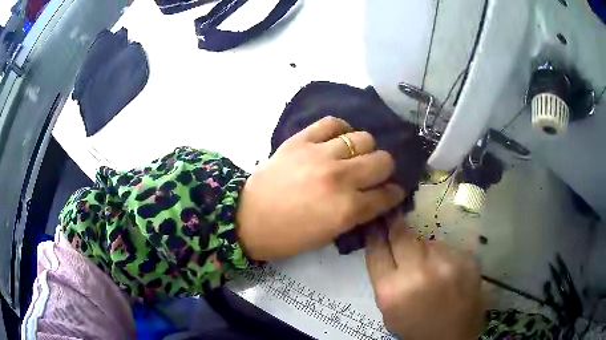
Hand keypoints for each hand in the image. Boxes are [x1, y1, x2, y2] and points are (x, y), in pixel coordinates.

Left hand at [236, 116, 404, 260]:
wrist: (248, 218)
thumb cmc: (289, 235)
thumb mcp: (330, 233)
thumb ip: (358, 213)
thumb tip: (377, 196)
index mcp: (347, 209)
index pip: (387, 195)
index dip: (395, 193)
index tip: (394, 192)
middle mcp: (340, 178)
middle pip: (383, 161)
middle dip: (385, 170)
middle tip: (375, 174)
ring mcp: (320, 155)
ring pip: (363, 138)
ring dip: (365, 149)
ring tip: (355, 156)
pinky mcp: (301, 140)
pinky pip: (332, 123)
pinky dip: (341, 130)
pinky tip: (338, 139)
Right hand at [366, 215, 483, 339]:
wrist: (452, 338)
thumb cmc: (415, 328)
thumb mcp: (389, 309)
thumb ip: (385, 278)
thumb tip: (386, 246)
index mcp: (392, 289)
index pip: (377, 249)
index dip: (374, 233)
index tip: (375, 222)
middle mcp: (418, 272)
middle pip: (401, 235)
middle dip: (395, 226)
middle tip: (395, 220)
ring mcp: (446, 263)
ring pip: (428, 241)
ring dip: (424, 249)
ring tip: (429, 266)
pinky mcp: (467, 260)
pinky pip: (448, 248)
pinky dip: (444, 256)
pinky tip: (446, 272)